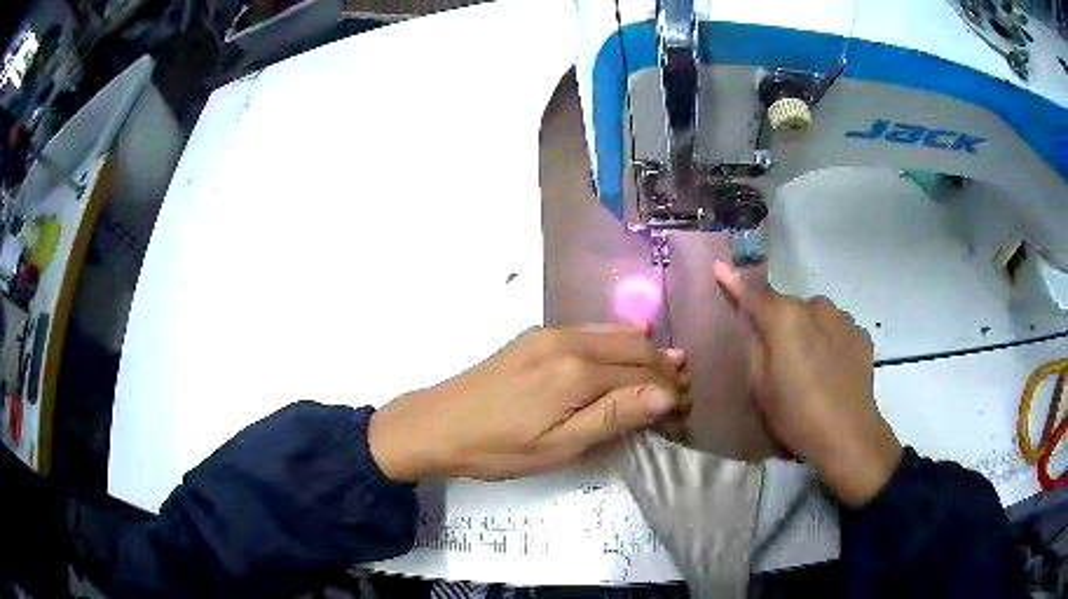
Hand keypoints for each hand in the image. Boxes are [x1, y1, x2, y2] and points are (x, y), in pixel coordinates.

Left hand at [368, 325, 687, 481]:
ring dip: (644, 352)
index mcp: (577, 372)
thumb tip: (665, 394)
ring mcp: (550, 333)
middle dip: (664, 367)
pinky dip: (617, 341)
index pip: (643, 375)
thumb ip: (613, 416)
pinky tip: (625, 353)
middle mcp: (569, 341)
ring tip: (665, 371)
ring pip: (615, 334)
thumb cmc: (497, 447)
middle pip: (634, 347)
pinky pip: (592, 330)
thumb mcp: (558, 446)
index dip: (669, 391)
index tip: (685, 409)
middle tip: (682, 391)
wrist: (436, 424)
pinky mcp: (536, 335)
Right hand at [712, 263, 901, 507]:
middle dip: (781, 322)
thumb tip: (746, 316)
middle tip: (779, 355)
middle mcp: (815, 306)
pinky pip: (837, 328)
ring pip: (816, 316)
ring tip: (811, 364)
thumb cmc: (795, 414)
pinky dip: (830, 339)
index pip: (754, 294)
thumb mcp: (760, 385)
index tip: (719, 268)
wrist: (847, 435)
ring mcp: (842, 318)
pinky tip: (832, 368)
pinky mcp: (861, 333)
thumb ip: (753, 343)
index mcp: (785, 317)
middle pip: (789, 306)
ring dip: (808, 330)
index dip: (735, 283)